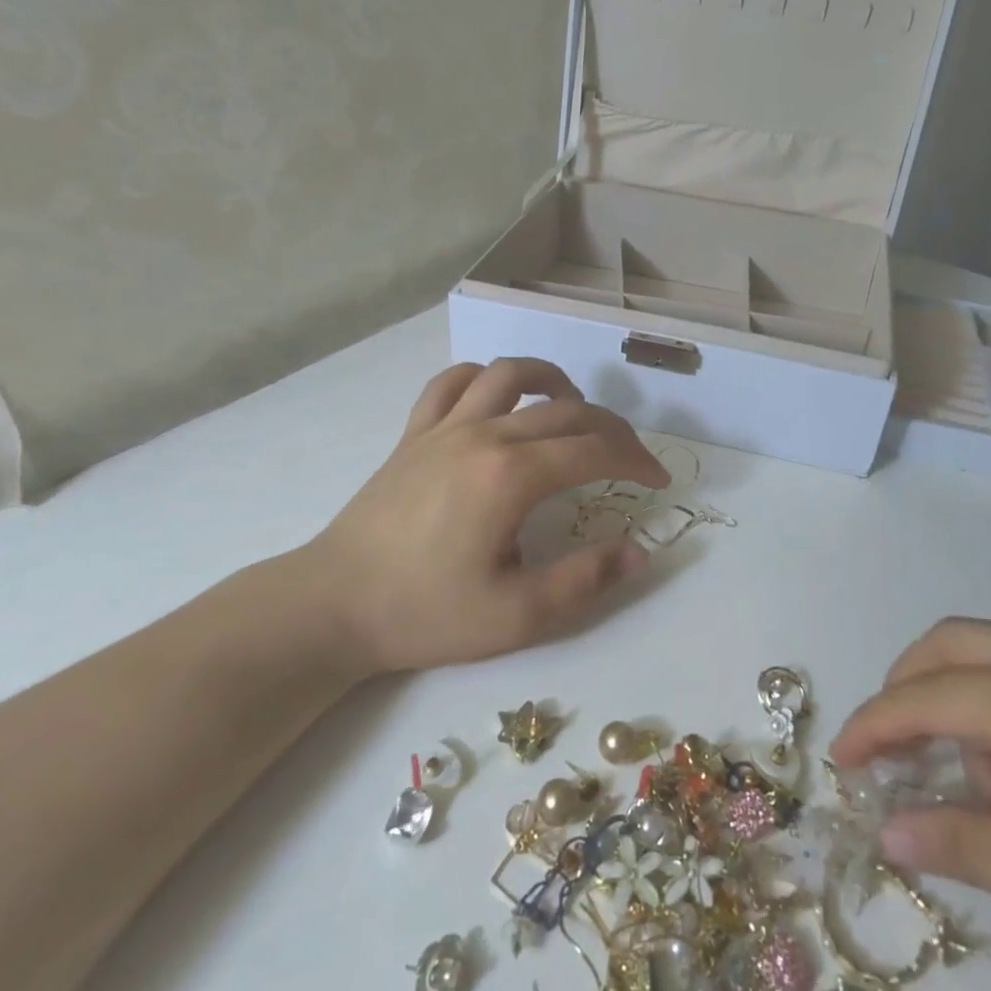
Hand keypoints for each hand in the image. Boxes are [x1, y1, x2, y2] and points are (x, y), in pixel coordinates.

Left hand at [295, 358, 668, 675]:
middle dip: (611, 429)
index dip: (636, 461)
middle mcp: (483, 435)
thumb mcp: (517, 616)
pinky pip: (452, 383)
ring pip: (509, 374)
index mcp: (512, 475)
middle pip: (566, 410)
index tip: (657, 482)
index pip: (595, 449)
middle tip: (631, 459)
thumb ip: (586, 580)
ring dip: (552, 381)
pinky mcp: (414, 433)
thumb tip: (639, 550)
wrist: (333, 605)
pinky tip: (499, 402)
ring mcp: (443, 427)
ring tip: (573, 408)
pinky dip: (485, 379)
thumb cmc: (426, 614)